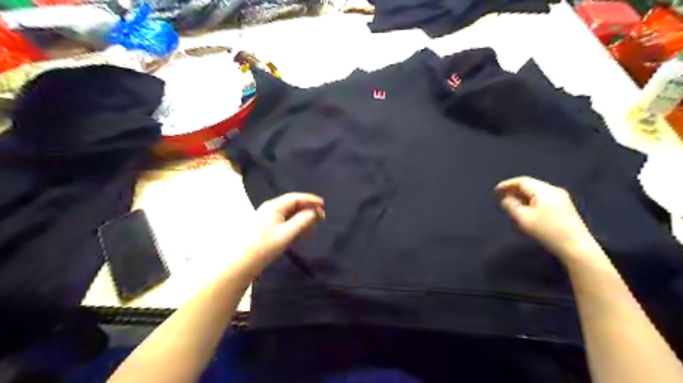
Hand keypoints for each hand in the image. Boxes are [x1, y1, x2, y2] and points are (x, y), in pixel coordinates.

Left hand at [245, 193, 322, 266]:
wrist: (242, 263)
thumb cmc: (265, 246)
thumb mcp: (287, 233)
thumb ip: (302, 221)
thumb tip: (314, 212)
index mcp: (273, 206)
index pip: (295, 198)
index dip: (310, 199)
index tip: (324, 204)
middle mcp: (269, 208)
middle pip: (292, 204)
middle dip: (308, 208)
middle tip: (321, 216)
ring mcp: (266, 217)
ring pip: (289, 212)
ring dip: (302, 216)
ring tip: (313, 224)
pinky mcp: (266, 227)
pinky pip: (285, 220)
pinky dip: (295, 223)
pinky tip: (301, 231)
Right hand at [498, 177, 598, 259]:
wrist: (576, 246)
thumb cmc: (547, 231)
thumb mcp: (523, 218)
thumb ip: (511, 205)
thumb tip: (505, 198)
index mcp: (544, 190)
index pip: (522, 181)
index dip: (507, 184)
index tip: (495, 191)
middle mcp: (554, 190)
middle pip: (530, 185)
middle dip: (514, 190)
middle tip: (501, 197)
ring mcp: (561, 198)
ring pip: (536, 192)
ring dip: (522, 196)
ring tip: (511, 204)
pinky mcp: (564, 207)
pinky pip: (543, 198)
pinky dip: (531, 201)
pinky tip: (526, 210)